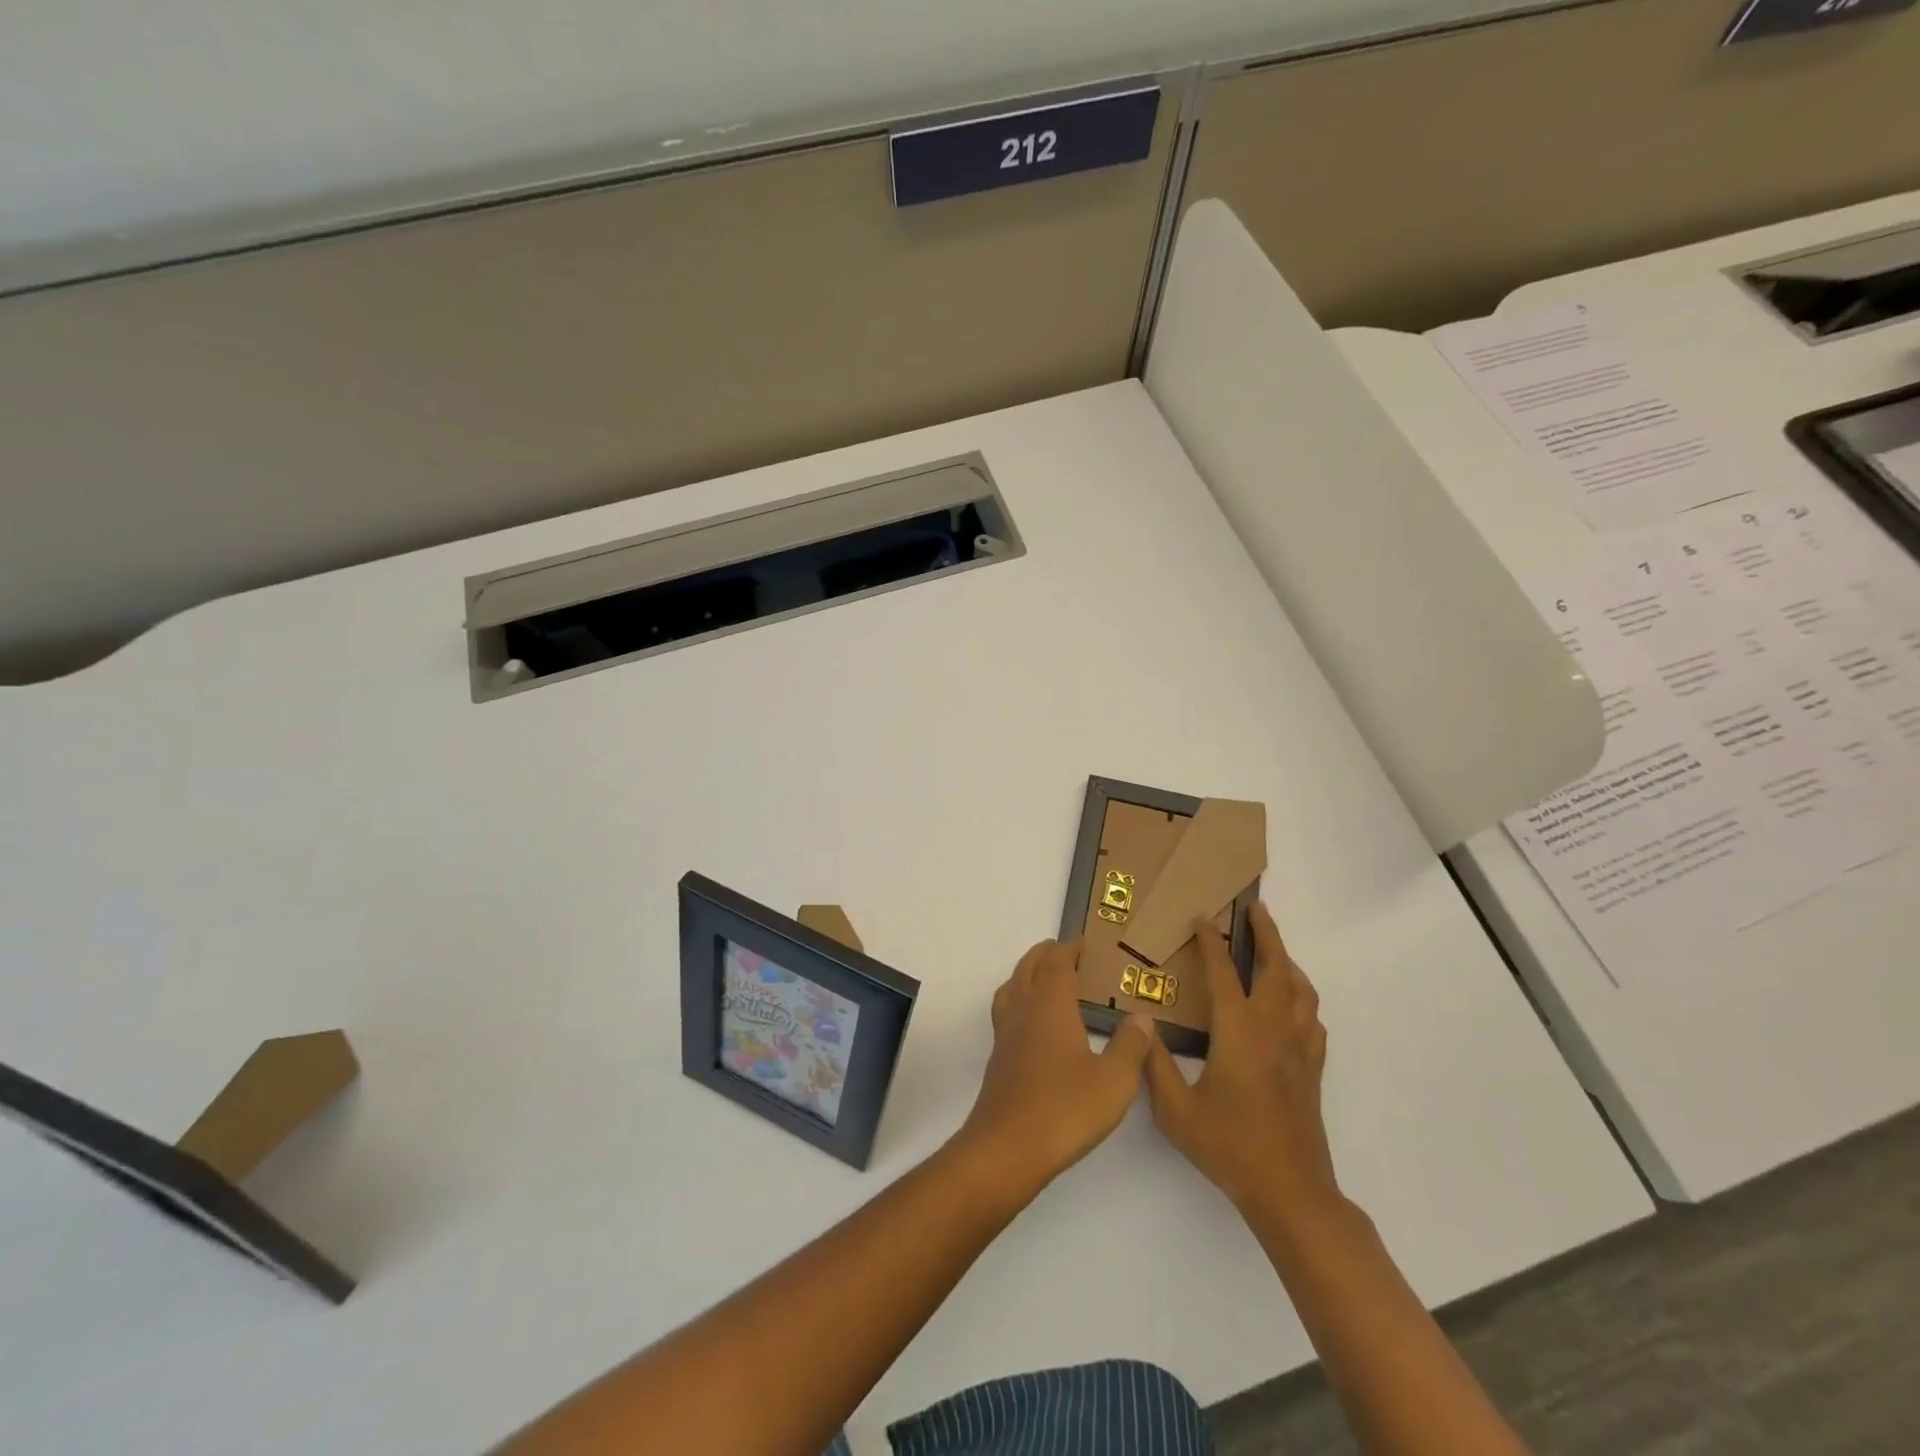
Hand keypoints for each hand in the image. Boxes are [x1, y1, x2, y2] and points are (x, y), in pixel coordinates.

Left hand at [961, 938, 1153, 1194]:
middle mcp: (1023, 1009)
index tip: (1086, 943)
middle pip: (1029, 967)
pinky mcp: (998, 1057)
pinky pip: (1007, 1011)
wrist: (1007, 1147)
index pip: (1058, 962)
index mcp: (1050, 1004)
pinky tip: (1034, 1024)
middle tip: (1066, 952)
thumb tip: (1142, 1017)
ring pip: (1012, 986)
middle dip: (1047, 954)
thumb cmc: (1065, 1109)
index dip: (1071, 948)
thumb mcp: (1114, 1081)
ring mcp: (1005, 1033)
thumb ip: (1131, 1046)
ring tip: (1045, 978)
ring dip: (1028, 974)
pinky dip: (1019, 1000)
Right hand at [1143, 902, 1338, 1216]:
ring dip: (1288, 962)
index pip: (1223, 973)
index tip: (1202, 917)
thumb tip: (1142, 1027)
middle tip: (1255, 910)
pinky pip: (1312, 1021)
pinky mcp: (1312, 1071)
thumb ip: (1155, 1064)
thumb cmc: (1230, 1148)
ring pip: (1301, 991)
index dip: (1211, 941)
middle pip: (1276, 969)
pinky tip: (1292, 1006)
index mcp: (1238, 1032)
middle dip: (1267, 934)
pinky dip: (1303, 1000)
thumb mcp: (1176, 1110)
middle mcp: (1272, 1030)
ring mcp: (1298, 1050)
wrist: (1290, 1193)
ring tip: (1274, 948)